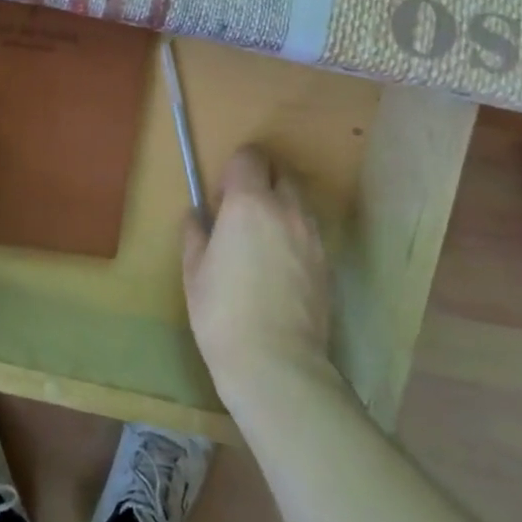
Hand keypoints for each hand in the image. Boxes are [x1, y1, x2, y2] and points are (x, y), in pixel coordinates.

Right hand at [182, 147, 329, 397]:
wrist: (277, 363)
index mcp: (249, 203)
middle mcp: (286, 210)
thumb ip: (195, 234)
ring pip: (298, 203)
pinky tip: (278, 268)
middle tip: (241, 215)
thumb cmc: (223, 313)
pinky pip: (309, 232)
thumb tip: (198, 216)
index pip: (250, 157)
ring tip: (261, 243)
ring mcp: (312, 236)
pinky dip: (294, 235)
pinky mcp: (327, 263)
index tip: (221, 198)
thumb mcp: (194, 271)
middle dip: (261, 183)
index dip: (234, 170)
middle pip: (280, 173)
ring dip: (280, 208)